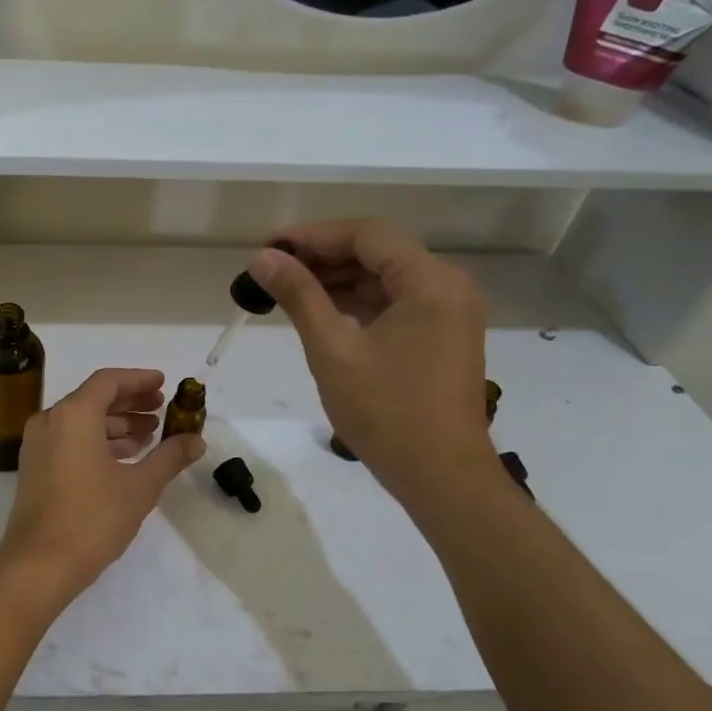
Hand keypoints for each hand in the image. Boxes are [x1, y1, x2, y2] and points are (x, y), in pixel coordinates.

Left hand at [0, 368, 204, 595]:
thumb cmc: (93, 518)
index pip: (108, 382)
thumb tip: (196, 440)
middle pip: (93, 399)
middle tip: (161, 409)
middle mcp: (50, 421)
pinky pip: (70, 441)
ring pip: (81, 422)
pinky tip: (124, 458)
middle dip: (130, 403)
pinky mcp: (35, 468)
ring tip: (150, 437)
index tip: (163, 384)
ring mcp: (38, 445)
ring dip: (116, 425)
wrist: (40, 564)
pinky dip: (97, 442)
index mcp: (72, 415)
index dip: (138, 380)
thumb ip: (169, 457)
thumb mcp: (140, 486)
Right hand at [248, 220, 494, 500]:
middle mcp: (447, 285)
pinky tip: (319, 310)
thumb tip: (263, 258)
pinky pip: (394, 303)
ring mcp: (448, 312)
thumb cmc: (385, 412)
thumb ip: (299, 296)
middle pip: (377, 252)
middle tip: (270, 269)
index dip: (313, 235)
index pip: (366, 235)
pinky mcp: (441, 335)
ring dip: (337, 280)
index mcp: (429, 281)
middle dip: (322, 256)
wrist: (441, 475)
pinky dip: (356, 303)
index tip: (268, 246)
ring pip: (384, 278)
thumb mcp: (332, 350)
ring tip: (285, 289)